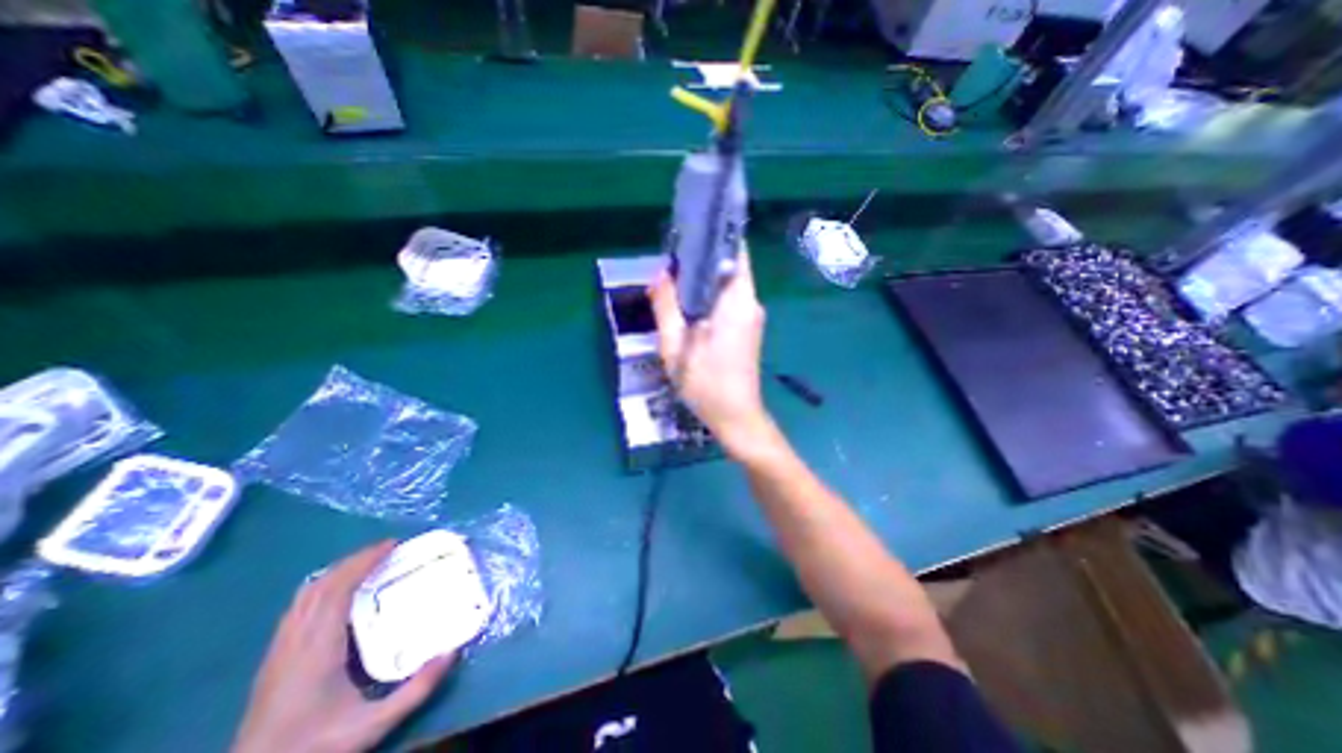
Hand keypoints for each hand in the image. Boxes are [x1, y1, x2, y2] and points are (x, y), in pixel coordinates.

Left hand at [233, 542, 452, 752]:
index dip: (364, 561)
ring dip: (337, 572)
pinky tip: (339, 593)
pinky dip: (322, 588)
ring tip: (367, 564)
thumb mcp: (372, 726)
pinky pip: (297, 608)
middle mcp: (294, 643)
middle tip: (388, 549)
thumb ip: (416, 689)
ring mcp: (278, 651)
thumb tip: (453, 651)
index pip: (337, 590)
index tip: (392, 545)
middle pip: (320, 586)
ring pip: (304, 596)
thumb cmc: (314, 749)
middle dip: (354, 560)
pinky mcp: (273, 660)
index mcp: (317, 651)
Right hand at [651, 249, 775, 454]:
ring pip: (729, 283)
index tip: (692, 226)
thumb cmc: (705, 384)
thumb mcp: (676, 346)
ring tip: (676, 273)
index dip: (716, 235)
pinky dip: (710, 293)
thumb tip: (661, 273)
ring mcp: (751, 317)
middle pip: (731, 266)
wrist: (736, 418)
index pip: (735, 252)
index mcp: (737, 302)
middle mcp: (751, 303)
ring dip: (705, 276)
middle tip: (673, 253)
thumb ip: (666, 307)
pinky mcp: (748, 329)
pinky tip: (689, 300)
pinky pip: (729, 299)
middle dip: (704, 256)